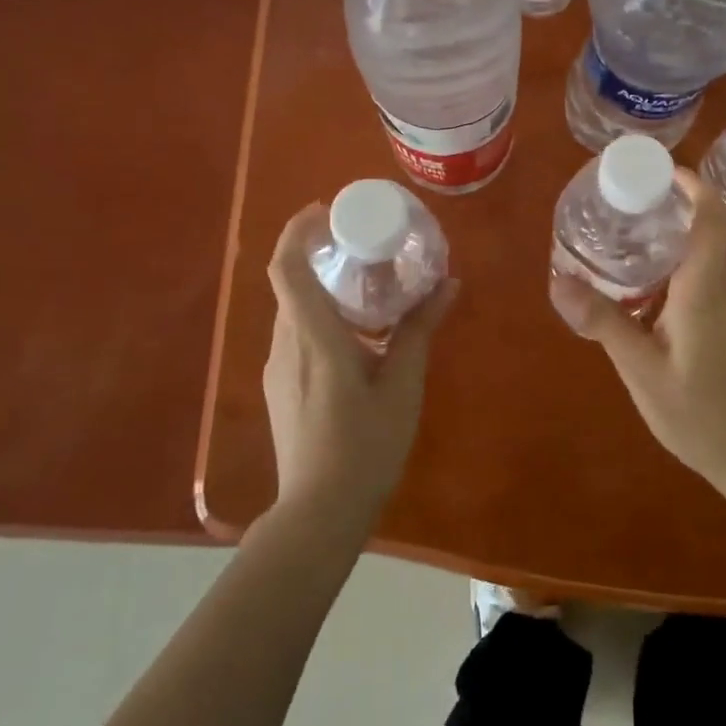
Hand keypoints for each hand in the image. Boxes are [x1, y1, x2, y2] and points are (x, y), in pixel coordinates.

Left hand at [263, 204, 457, 528]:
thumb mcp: (402, 384)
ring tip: (364, 286)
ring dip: (321, 288)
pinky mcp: (279, 388)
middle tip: (360, 244)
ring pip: (293, 310)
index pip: (286, 267)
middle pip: (290, 283)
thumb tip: (448, 284)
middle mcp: (285, 344)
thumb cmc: (364, 445)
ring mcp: (277, 368)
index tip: (324, 210)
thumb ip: (420, 329)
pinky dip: (319, 316)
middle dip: (318, 255)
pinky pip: (295, 335)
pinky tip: (354, 335)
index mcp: (313, 337)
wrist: (318, 514)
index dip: (297, 230)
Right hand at [550, 169, 725, 489]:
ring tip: (622, 260)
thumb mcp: (642, 371)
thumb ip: (604, 323)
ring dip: (667, 252)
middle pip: (701, 234)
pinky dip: (677, 278)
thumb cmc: (701, 414)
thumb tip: (558, 280)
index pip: (712, 218)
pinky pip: (707, 284)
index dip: (692, 185)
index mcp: (706, 289)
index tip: (659, 171)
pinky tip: (647, 305)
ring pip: (702, 262)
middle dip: (663, 218)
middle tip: (617, 216)